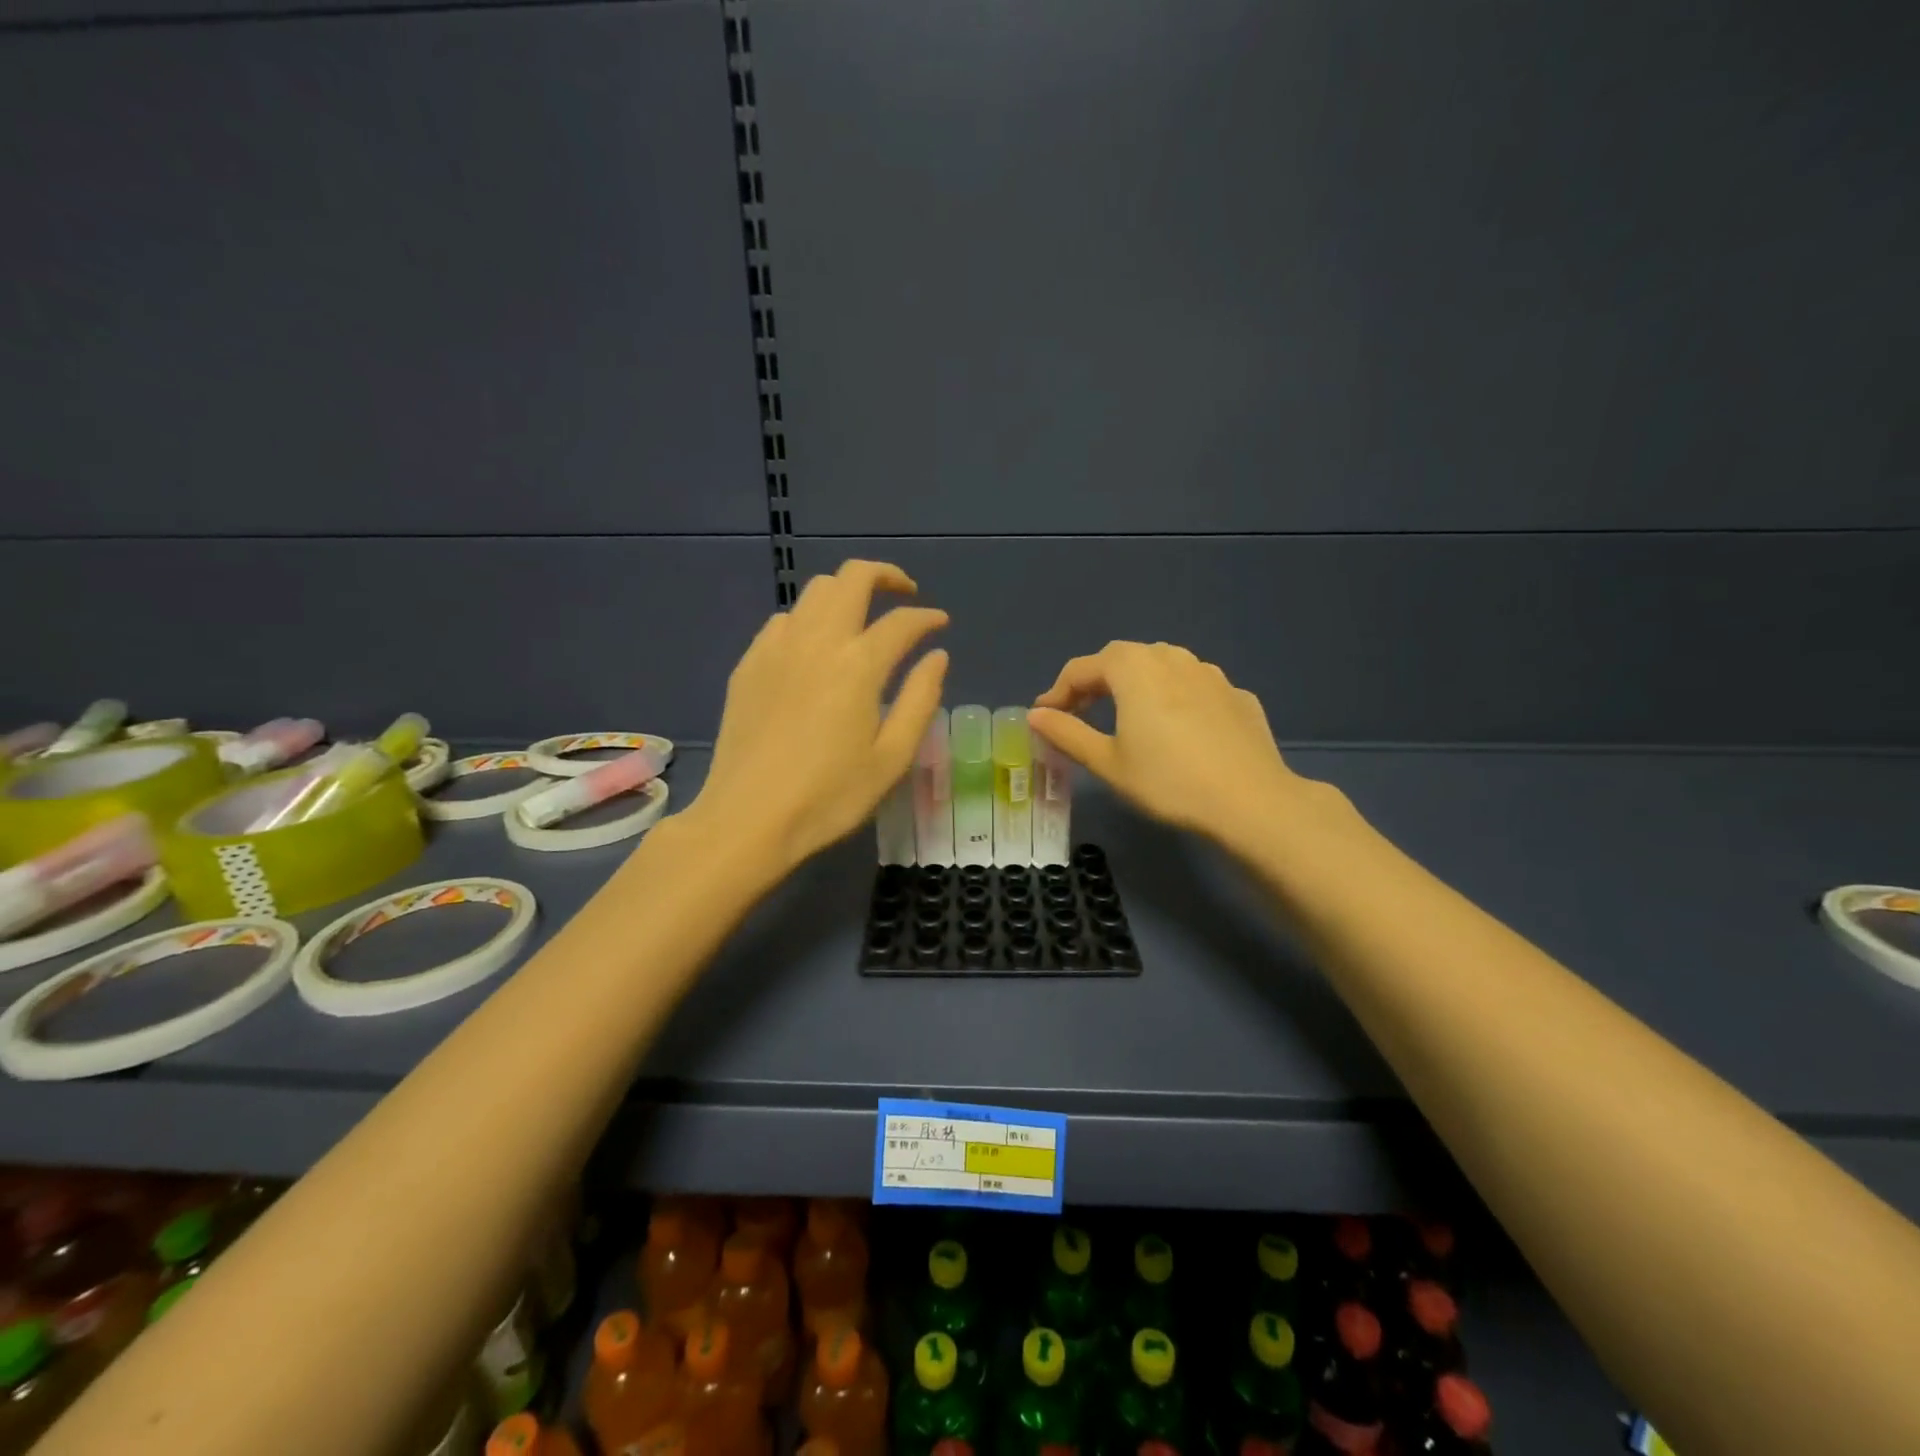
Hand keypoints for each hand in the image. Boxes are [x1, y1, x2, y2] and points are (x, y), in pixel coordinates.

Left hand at [691, 560, 948, 875]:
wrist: (748, 818)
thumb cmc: (830, 796)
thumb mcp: (892, 757)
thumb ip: (920, 699)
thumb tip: (937, 655)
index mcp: (858, 665)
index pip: (902, 621)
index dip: (927, 618)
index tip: (939, 624)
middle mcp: (817, 640)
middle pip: (852, 578)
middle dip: (885, 576)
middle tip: (904, 595)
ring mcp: (777, 647)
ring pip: (814, 591)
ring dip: (845, 593)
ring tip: (861, 619)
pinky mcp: (749, 663)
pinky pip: (784, 619)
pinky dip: (809, 619)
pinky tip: (814, 649)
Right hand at [1030, 641, 1328, 852]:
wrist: (1250, 801)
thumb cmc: (1168, 781)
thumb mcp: (1107, 762)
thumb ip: (1067, 733)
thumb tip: (1036, 715)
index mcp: (1134, 668)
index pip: (1082, 668)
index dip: (1058, 691)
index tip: (1045, 716)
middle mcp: (1171, 657)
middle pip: (1122, 659)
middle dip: (1095, 682)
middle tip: (1080, 713)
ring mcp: (1210, 673)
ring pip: (1161, 666)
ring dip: (1135, 684)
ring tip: (1127, 715)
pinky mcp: (1237, 695)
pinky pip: (1193, 687)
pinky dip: (1173, 698)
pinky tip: (1177, 729)